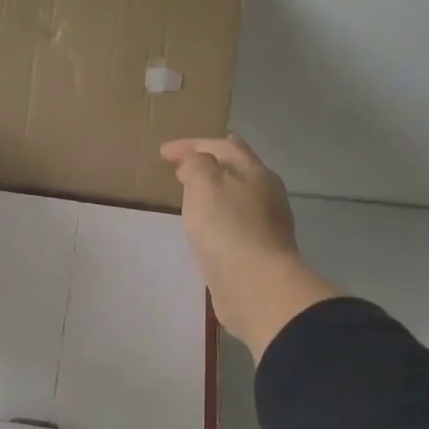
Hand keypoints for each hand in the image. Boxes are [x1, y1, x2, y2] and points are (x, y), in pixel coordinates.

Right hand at [159, 135, 338, 359]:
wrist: (255, 284)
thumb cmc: (227, 227)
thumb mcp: (204, 184)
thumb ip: (197, 164)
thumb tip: (197, 160)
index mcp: (255, 171)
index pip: (222, 145)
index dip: (191, 144)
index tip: (163, 153)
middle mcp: (266, 193)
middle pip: (236, 169)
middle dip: (208, 164)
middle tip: (179, 169)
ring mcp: (266, 224)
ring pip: (237, 196)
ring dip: (214, 191)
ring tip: (190, 195)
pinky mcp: (259, 250)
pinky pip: (235, 222)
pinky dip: (218, 215)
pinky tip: (205, 227)